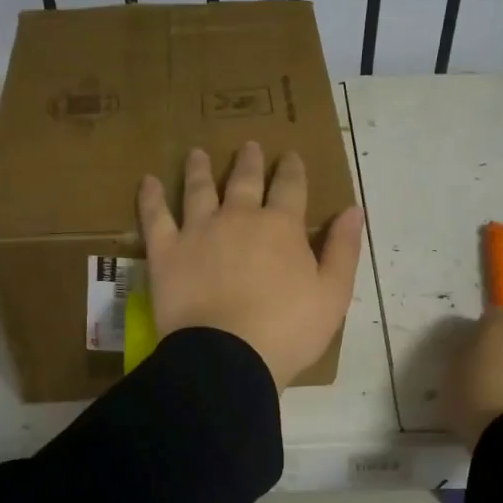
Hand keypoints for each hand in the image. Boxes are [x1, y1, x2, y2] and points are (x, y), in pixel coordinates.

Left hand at [138, 142, 364, 387]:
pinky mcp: (166, 252)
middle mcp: (238, 217)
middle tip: (249, 146)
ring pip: (199, 190)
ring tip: (198, 153)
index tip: (290, 156)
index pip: (290, 187)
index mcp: (281, 226)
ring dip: (200, 169)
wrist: (228, 357)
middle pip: (244, 181)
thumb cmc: (287, 331)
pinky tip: (148, 181)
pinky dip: (151, 197)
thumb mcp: (333, 295)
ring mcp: (198, 231)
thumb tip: (353, 210)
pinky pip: (155, 217)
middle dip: (249, 161)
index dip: (292, 170)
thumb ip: (343, 250)